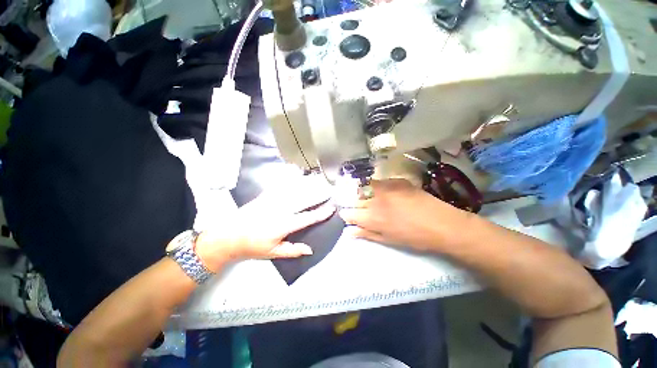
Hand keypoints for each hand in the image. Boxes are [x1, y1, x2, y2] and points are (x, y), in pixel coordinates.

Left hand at [197, 175, 335, 268]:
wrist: (229, 236)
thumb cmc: (252, 246)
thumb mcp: (273, 253)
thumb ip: (293, 250)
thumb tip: (310, 250)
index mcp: (284, 225)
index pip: (307, 218)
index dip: (321, 213)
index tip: (331, 208)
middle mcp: (281, 209)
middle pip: (304, 200)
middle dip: (318, 195)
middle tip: (329, 190)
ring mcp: (272, 200)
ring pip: (294, 190)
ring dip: (307, 185)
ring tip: (318, 181)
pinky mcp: (265, 195)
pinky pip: (280, 185)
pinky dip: (289, 178)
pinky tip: (295, 171)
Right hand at [339, 179, 471, 251]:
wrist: (442, 224)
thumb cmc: (414, 237)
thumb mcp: (388, 240)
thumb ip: (367, 233)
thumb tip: (349, 232)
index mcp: (372, 218)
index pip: (349, 213)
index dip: (347, 215)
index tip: (349, 215)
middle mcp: (375, 200)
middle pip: (355, 199)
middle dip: (354, 204)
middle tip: (361, 208)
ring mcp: (386, 188)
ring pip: (365, 188)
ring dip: (364, 193)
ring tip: (372, 198)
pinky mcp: (397, 181)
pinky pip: (381, 182)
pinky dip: (379, 187)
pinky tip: (387, 193)